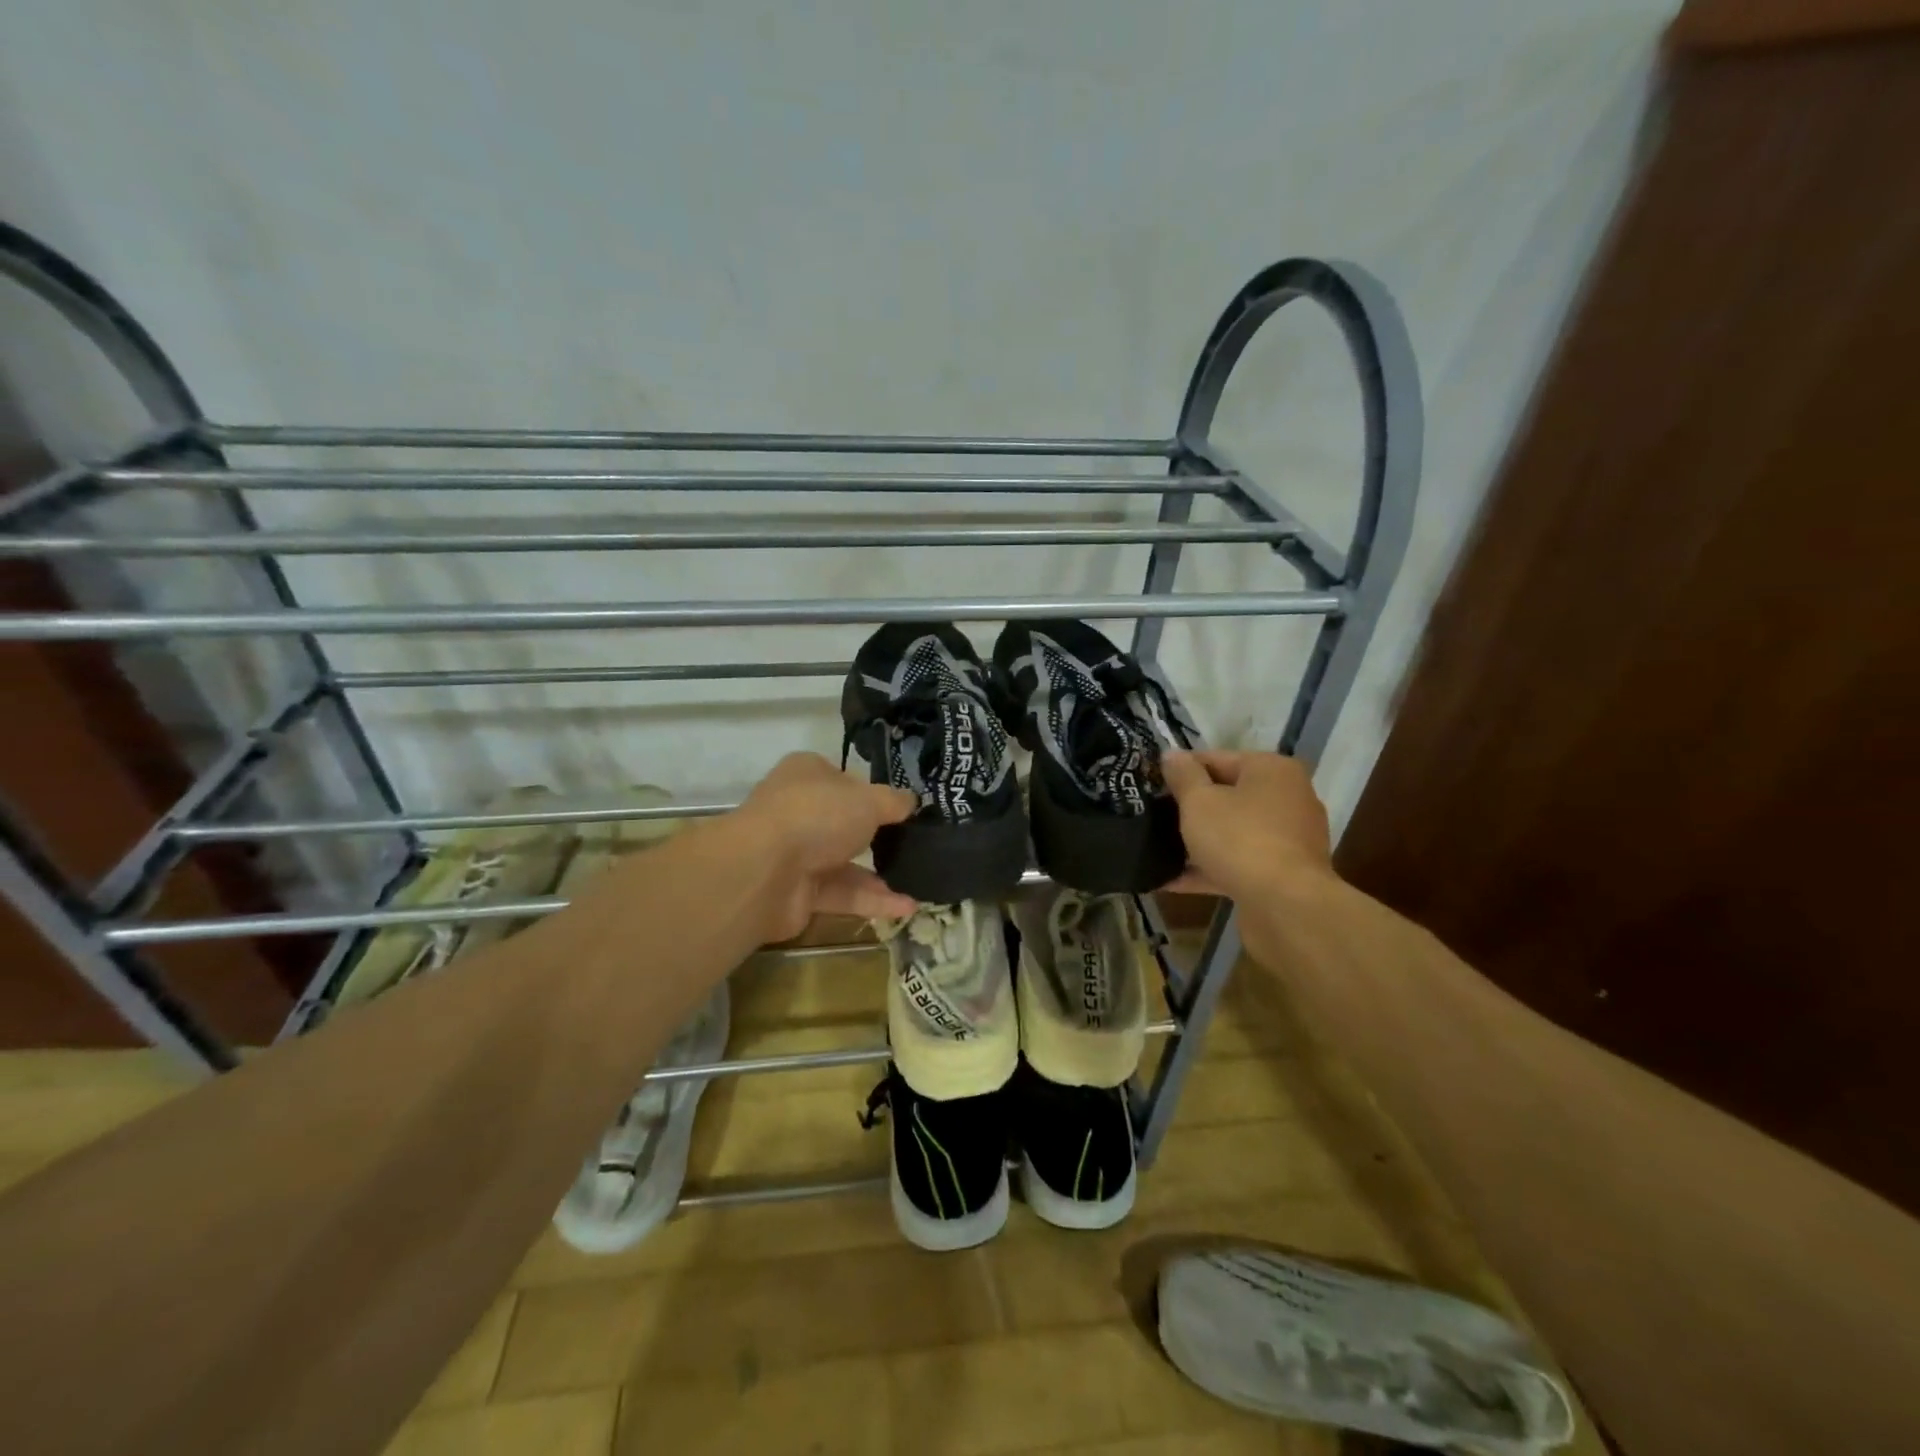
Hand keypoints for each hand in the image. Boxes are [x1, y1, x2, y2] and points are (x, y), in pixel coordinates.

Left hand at [730, 752, 918, 939]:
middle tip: (916, 845)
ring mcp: (796, 853)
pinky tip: (908, 907)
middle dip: (878, 836)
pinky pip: (842, 894)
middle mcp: (799, 811)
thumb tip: (912, 801)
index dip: (872, 791)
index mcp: (808, 775)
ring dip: (881, 875)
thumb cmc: (817, 815)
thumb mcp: (868, 800)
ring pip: (845, 863)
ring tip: (920, 881)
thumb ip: (894, 802)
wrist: (763, 872)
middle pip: (844, 822)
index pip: (843, 779)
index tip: (903, 808)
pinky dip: (872, 900)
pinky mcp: (799, 892)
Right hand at [1161, 750, 1334, 902]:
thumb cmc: (1240, 839)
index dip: (1181, 770)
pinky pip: (1239, 862)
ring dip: (1198, 841)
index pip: (1216, 758)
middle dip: (1190, 807)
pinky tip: (1171, 881)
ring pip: (1232, 832)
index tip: (1151, 784)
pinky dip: (1210, 868)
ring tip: (1157, 849)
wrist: (1286, 906)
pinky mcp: (1283, 873)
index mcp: (1272, 770)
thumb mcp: (1199, 802)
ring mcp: (1288, 839)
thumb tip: (1171, 754)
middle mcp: (1287, 798)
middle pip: (1227, 795)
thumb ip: (1183, 776)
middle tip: (1153, 816)